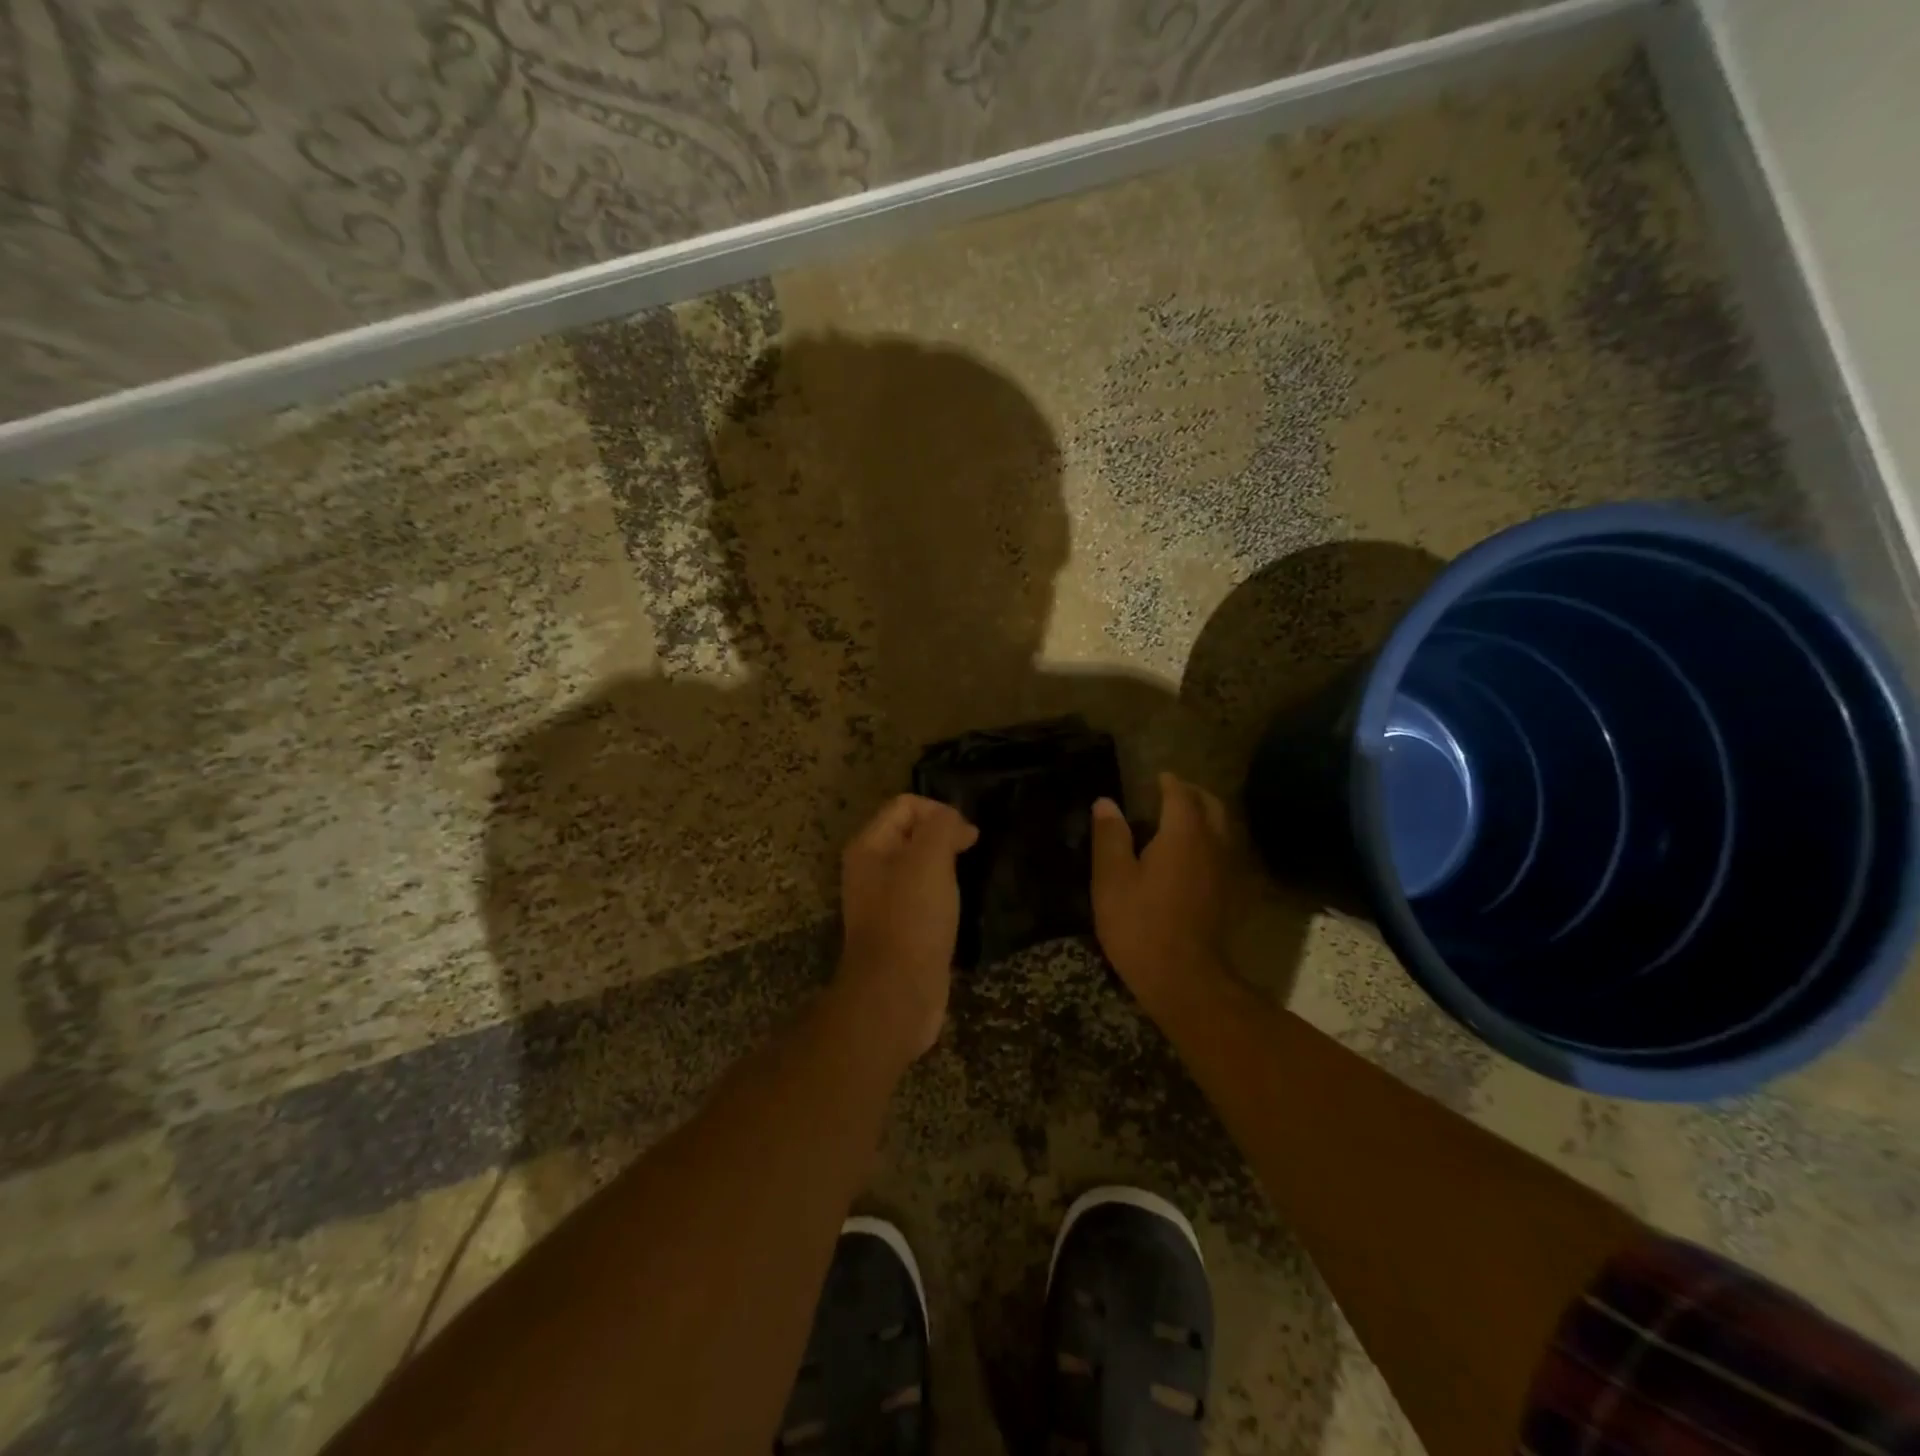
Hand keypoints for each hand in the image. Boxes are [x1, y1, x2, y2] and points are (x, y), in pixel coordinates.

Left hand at [835, 794, 979, 1066]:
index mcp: (869, 846)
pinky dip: (945, 894)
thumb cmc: (911, 918)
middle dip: (944, 837)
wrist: (898, 993)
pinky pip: (926, 896)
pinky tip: (961, 906)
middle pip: (913, 833)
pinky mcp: (902, 928)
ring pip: (921, 866)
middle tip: (971, 855)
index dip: (939, 812)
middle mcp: (871, 869)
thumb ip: (942, 827)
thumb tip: (957, 824)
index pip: (906, 805)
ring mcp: (885, 901)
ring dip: (947, 867)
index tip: (967, 836)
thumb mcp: (929, 859)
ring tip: (969, 879)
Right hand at [1091, 773, 1232, 1011]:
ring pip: (1224, 829)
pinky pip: (1226, 853)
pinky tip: (1194, 856)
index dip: (1168, 782)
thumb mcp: (1112, 879)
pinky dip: (1212, 842)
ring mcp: (1228, 871)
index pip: (1180, 794)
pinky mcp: (1232, 895)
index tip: (1156, 778)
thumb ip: (1110, 836)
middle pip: (1212, 806)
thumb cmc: (1141, 925)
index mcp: (1183, 834)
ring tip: (1181, 821)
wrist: (1186, 979)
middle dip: (1193, 794)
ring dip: (1206, 817)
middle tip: (1171, 793)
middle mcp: (1214, 844)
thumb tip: (1106, 802)